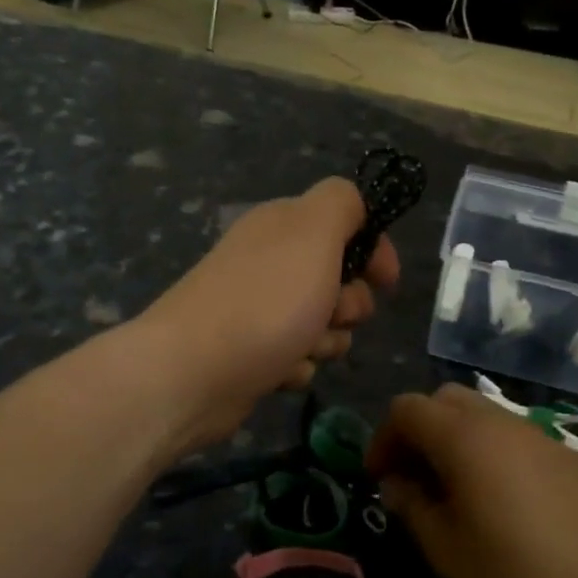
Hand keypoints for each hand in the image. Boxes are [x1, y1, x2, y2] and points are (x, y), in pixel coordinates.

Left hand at [137, 178, 399, 454]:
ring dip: (325, 342)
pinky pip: (296, 358)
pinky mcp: (249, 353)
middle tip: (331, 315)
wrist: (191, 373)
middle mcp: (268, 262)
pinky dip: (296, 367)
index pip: (346, 223)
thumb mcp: (314, 232)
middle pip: (338, 279)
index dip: (373, 251)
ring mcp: (256, 309)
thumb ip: (342, 203)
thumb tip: (357, 211)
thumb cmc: (265, 301)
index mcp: (283, 226)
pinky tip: (279, 372)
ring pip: (322, 325)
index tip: (385, 282)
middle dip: (348, 305)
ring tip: (302, 350)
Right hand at [367, 384, 577, 577]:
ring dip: (454, 437)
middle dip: (418, 429)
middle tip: (412, 476)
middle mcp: (501, 422)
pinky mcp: (566, 456)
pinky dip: (488, 449)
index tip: (380, 478)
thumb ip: (413, 506)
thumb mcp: (448, 551)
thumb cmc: (519, 577)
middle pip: (444, 399)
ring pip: (481, 414)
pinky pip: (512, 435)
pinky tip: (497, 498)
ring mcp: (539, 436)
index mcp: (464, 437)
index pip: (407, 408)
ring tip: (451, 489)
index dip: (383, 438)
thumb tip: (396, 482)